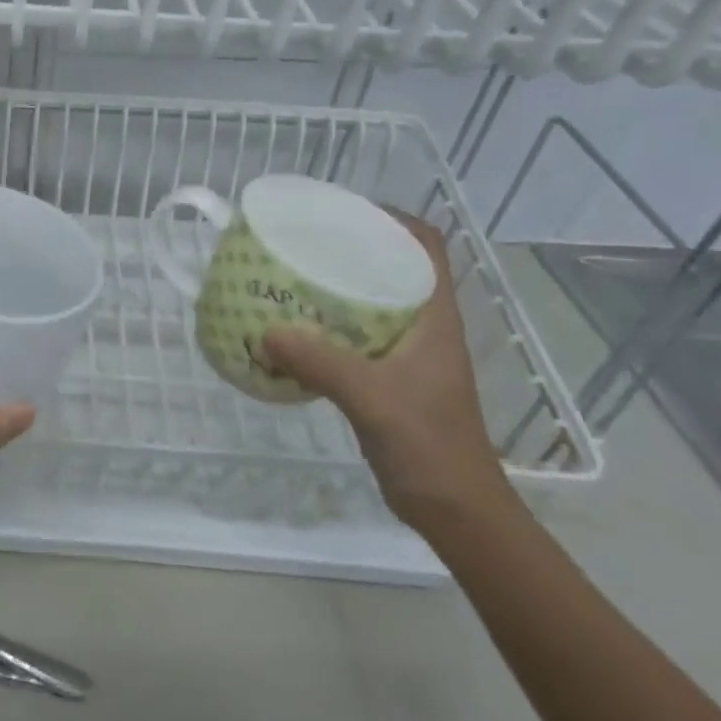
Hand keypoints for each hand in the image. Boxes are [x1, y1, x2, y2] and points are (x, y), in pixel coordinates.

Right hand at [260, 213, 516, 535]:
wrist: (456, 509)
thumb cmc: (429, 446)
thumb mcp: (373, 398)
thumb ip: (319, 362)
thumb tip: (264, 332)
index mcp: (434, 318)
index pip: (427, 247)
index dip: (393, 219)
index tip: (343, 211)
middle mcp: (422, 327)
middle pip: (392, 268)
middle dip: (350, 249)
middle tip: (301, 243)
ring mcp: (405, 355)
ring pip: (370, 303)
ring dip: (333, 289)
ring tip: (287, 279)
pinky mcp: (386, 379)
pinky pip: (351, 337)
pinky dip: (322, 328)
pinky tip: (289, 334)